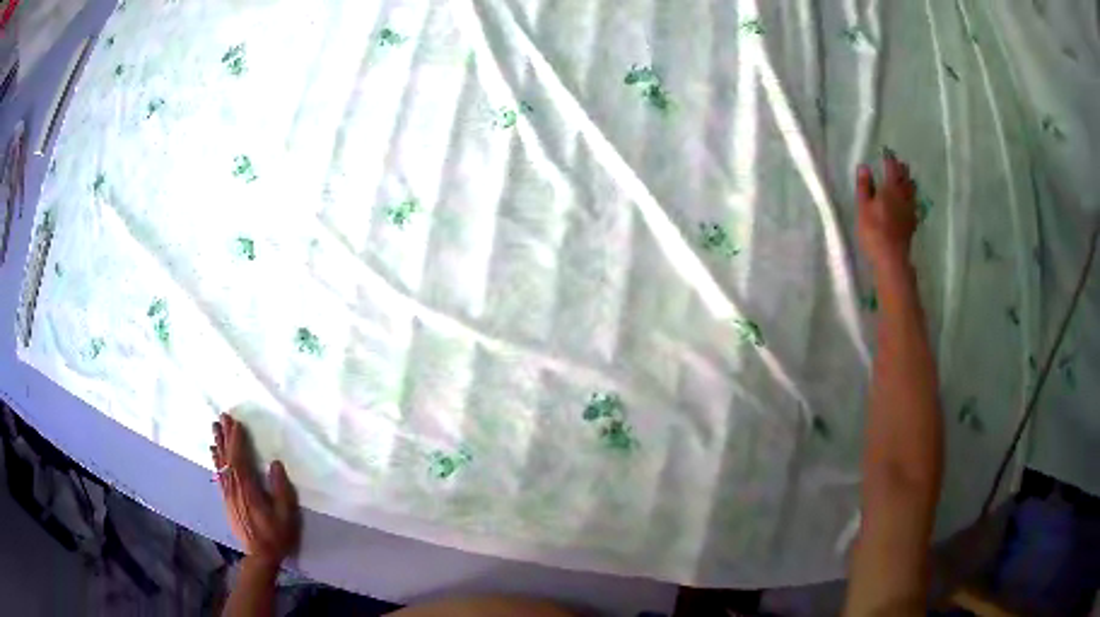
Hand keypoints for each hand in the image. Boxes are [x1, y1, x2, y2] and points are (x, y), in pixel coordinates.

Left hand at [211, 414, 299, 566]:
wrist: (260, 556)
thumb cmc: (276, 535)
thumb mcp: (285, 515)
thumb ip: (281, 489)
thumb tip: (275, 463)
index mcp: (248, 490)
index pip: (239, 459)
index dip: (237, 440)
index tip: (236, 422)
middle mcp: (234, 489)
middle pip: (227, 458)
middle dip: (225, 436)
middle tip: (222, 417)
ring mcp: (228, 494)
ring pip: (221, 464)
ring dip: (219, 445)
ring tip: (215, 428)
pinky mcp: (227, 500)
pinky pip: (219, 475)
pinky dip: (216, 461)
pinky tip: (214, 453)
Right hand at [856, 149, 917, 271]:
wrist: (891, 258)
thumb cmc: (874, 230)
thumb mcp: (863, 207)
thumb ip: (864, 186)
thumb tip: (864, 166)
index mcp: (890, 189)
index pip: (891, 169)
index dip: (889, 160)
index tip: (887, 152)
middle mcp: (903, 197)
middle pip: (904, 180)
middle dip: (902, 170)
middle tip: (901, 163)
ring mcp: (909, 211)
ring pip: (911, 193)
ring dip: (909, 183)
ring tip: (909, 179)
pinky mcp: (911, 224)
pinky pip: (914, 206)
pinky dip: (913, 200)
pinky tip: (912, 203)